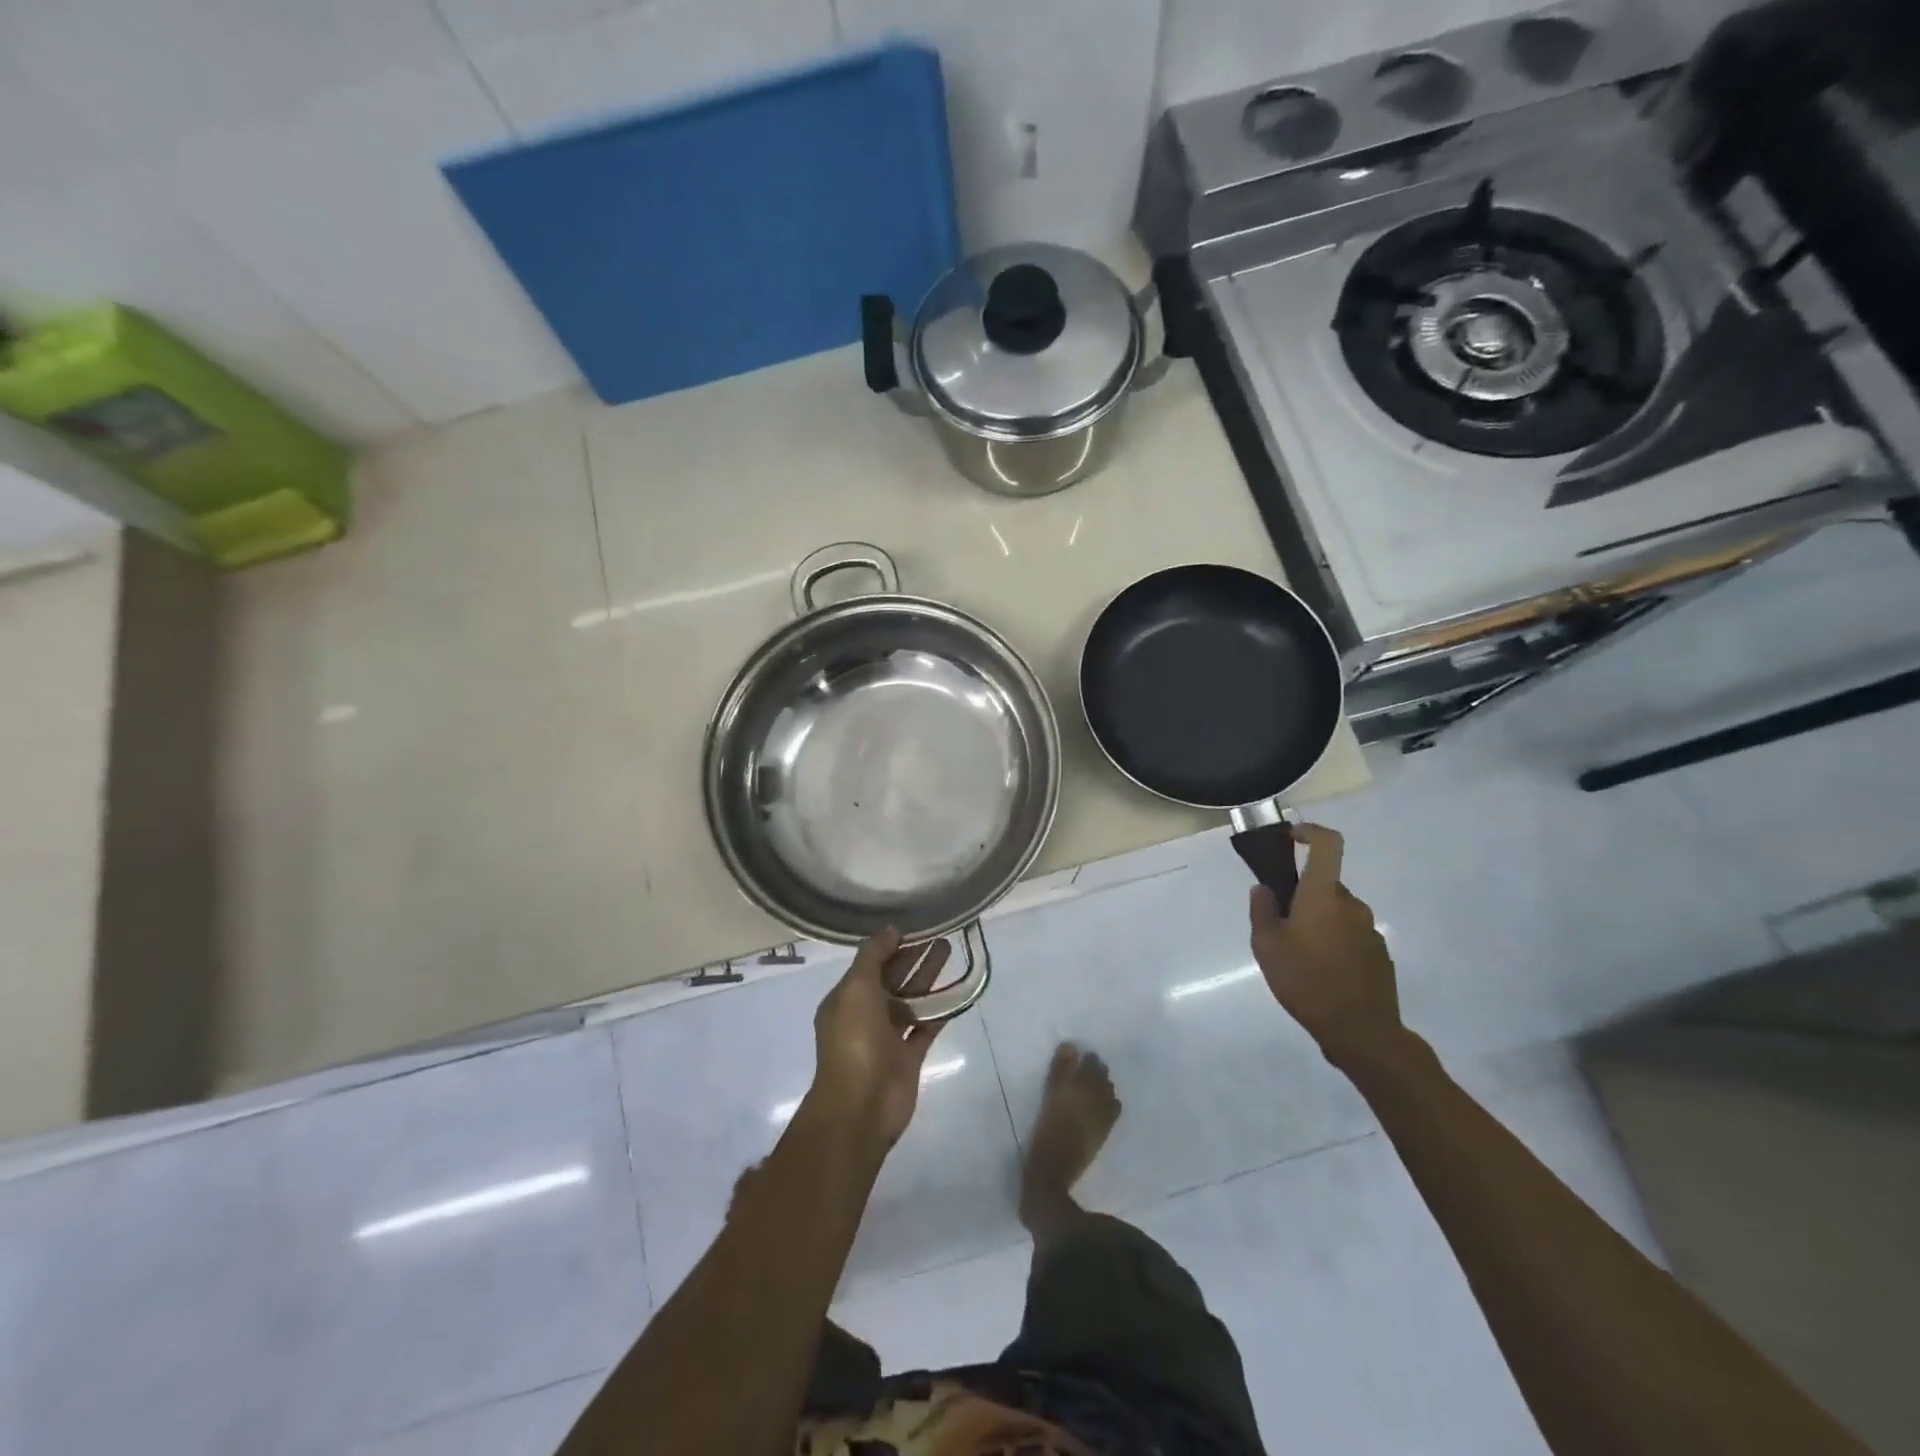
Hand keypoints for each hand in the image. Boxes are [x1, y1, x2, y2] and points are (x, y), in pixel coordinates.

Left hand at [807, 928, 952, 1148]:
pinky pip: (927, 1026)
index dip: (892, 945)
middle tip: (941, 934)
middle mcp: (865, 1015)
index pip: (871, 964)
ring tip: (950, 950)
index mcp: (846, 999)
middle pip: (893, 978)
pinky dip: (940, 1010)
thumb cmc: (854, 1041)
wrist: (861, 1106)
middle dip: (914, 957)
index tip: (916, 926)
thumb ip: (873, 956)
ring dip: (929, 977)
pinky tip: (957, 990)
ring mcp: (888, 1037)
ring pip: (911, 1000)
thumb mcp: (856, 988)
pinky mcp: (909, 1056)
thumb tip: (891, 930)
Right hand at [1249, 824, 1404, 1069]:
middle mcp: (1351, 905)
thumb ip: (1262, 911)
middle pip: (1325, 885)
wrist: (1361, 1031)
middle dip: (1303, 897)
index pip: (1328, 844)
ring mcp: (1370, 930)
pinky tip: (1321, 974)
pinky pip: (1350, 935)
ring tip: (1299, 957)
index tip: (1291, 839)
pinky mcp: (1380, 954)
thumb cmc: (1306, 981)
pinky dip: (1334, 943)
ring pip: (1337, 912)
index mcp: (1324, 895)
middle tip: (1280, 926)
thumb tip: (1264, 888)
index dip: (1310, 832)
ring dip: (1318, 923)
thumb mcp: (1267, 946)